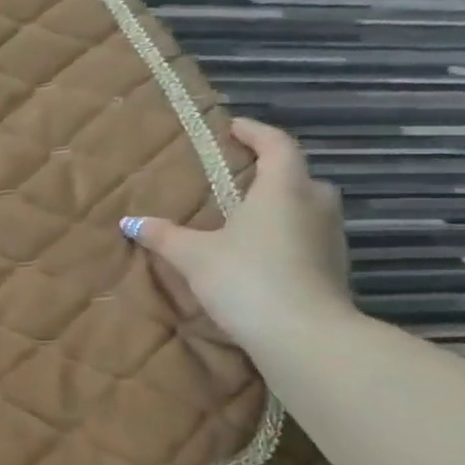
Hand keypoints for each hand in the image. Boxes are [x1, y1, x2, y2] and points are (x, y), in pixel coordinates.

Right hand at [122, 117, 351, 348]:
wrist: (305, 337)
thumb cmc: (247, 279)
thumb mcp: (194, 256)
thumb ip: (164, 236)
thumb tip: (130, 222)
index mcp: (283, 189)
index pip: (278, 145)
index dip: (256, 132)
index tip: (234, 127)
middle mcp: (315, 205)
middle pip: (299, 176)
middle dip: (272, 171)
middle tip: (239, 177)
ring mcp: (331, 239)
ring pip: (307, 208)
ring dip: (282, 206)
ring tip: (246, 216)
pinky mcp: (334, 269)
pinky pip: (309, 237)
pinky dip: (287, 235)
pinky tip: (261, 253)